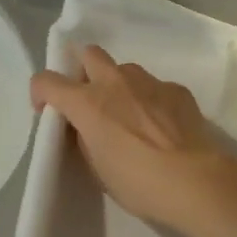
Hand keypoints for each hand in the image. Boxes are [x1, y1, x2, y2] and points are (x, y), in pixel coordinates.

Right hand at [30, 45, 236, 234]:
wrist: (194, 181)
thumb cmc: (138, 183)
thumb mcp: (98, 168)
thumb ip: (86, 139)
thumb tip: (87, 127)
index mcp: (88, 103)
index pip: (46, 80)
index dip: (41, 94)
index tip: (49, 112)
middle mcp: (115, 82)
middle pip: (89, 54)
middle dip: (84, 72)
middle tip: (91, 102)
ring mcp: (149, 82)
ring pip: (125, 69)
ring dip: (119, 85)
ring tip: (130, 116)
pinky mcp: (177, 90)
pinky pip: (155, 86)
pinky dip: (151, 100)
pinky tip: (161, 125)